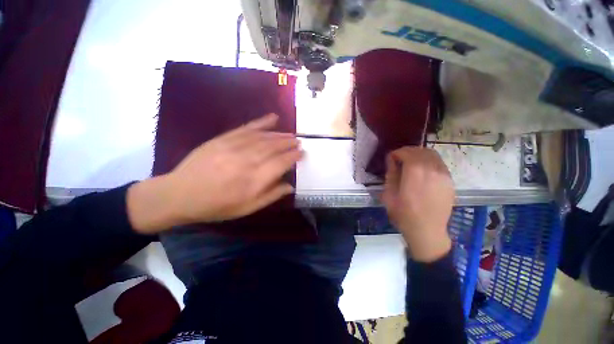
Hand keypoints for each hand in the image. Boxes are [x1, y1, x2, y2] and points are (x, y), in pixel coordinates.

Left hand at [127, 113, 302, 233]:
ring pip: (264, 137)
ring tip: (290, 135)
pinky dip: (262, 122)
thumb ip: (271, 196)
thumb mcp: (247, 208)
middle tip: (299, 141)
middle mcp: (247, 161)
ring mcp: (234, 147)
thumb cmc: (217, 206)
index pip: (281, 163)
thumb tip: (290, 186)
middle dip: (289, 143)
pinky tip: (273, 118)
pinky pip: (247, 128)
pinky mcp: (223, 138)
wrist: (180, 194)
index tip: (302, 153)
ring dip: (280, 135)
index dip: (293, 157)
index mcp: (254, 180)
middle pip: (274, 147)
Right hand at [382, 147, 454, 261]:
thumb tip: (392, 161)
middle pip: (420, 151)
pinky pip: (439, 163)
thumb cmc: (404, 215)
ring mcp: (444, 175)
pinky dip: (428, 162)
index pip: (406, 153)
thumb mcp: (389, 194)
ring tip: (410, 164)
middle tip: (398, 160)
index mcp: (415, 174)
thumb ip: (391, 174)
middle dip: (407, 152)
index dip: (396, 153)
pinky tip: (422, 172)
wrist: (427, 231)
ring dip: (418, 155)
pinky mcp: (450, 181)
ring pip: (432, 154)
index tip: (390, 160)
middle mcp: (432, 170)